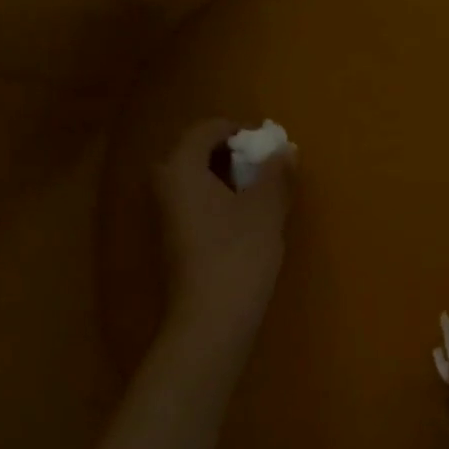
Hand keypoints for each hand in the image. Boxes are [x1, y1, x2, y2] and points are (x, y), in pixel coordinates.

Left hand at [154, 118, 295, 340]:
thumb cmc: (238, 255)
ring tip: (261, 192)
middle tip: (265, 167)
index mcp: (180, 167)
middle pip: (196, 152)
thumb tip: (284, 150)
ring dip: (226, 178)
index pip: (206, 129)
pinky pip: (195, 202)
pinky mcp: (173, 239)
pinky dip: (219, 199)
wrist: (210, 319)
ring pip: (195, 179)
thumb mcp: (265, 209)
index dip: (238, 130)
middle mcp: (164, 184)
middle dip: (232, 154)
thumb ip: (276, 174)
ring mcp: (165, 214)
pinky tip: (245, 220)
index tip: (267, 144)